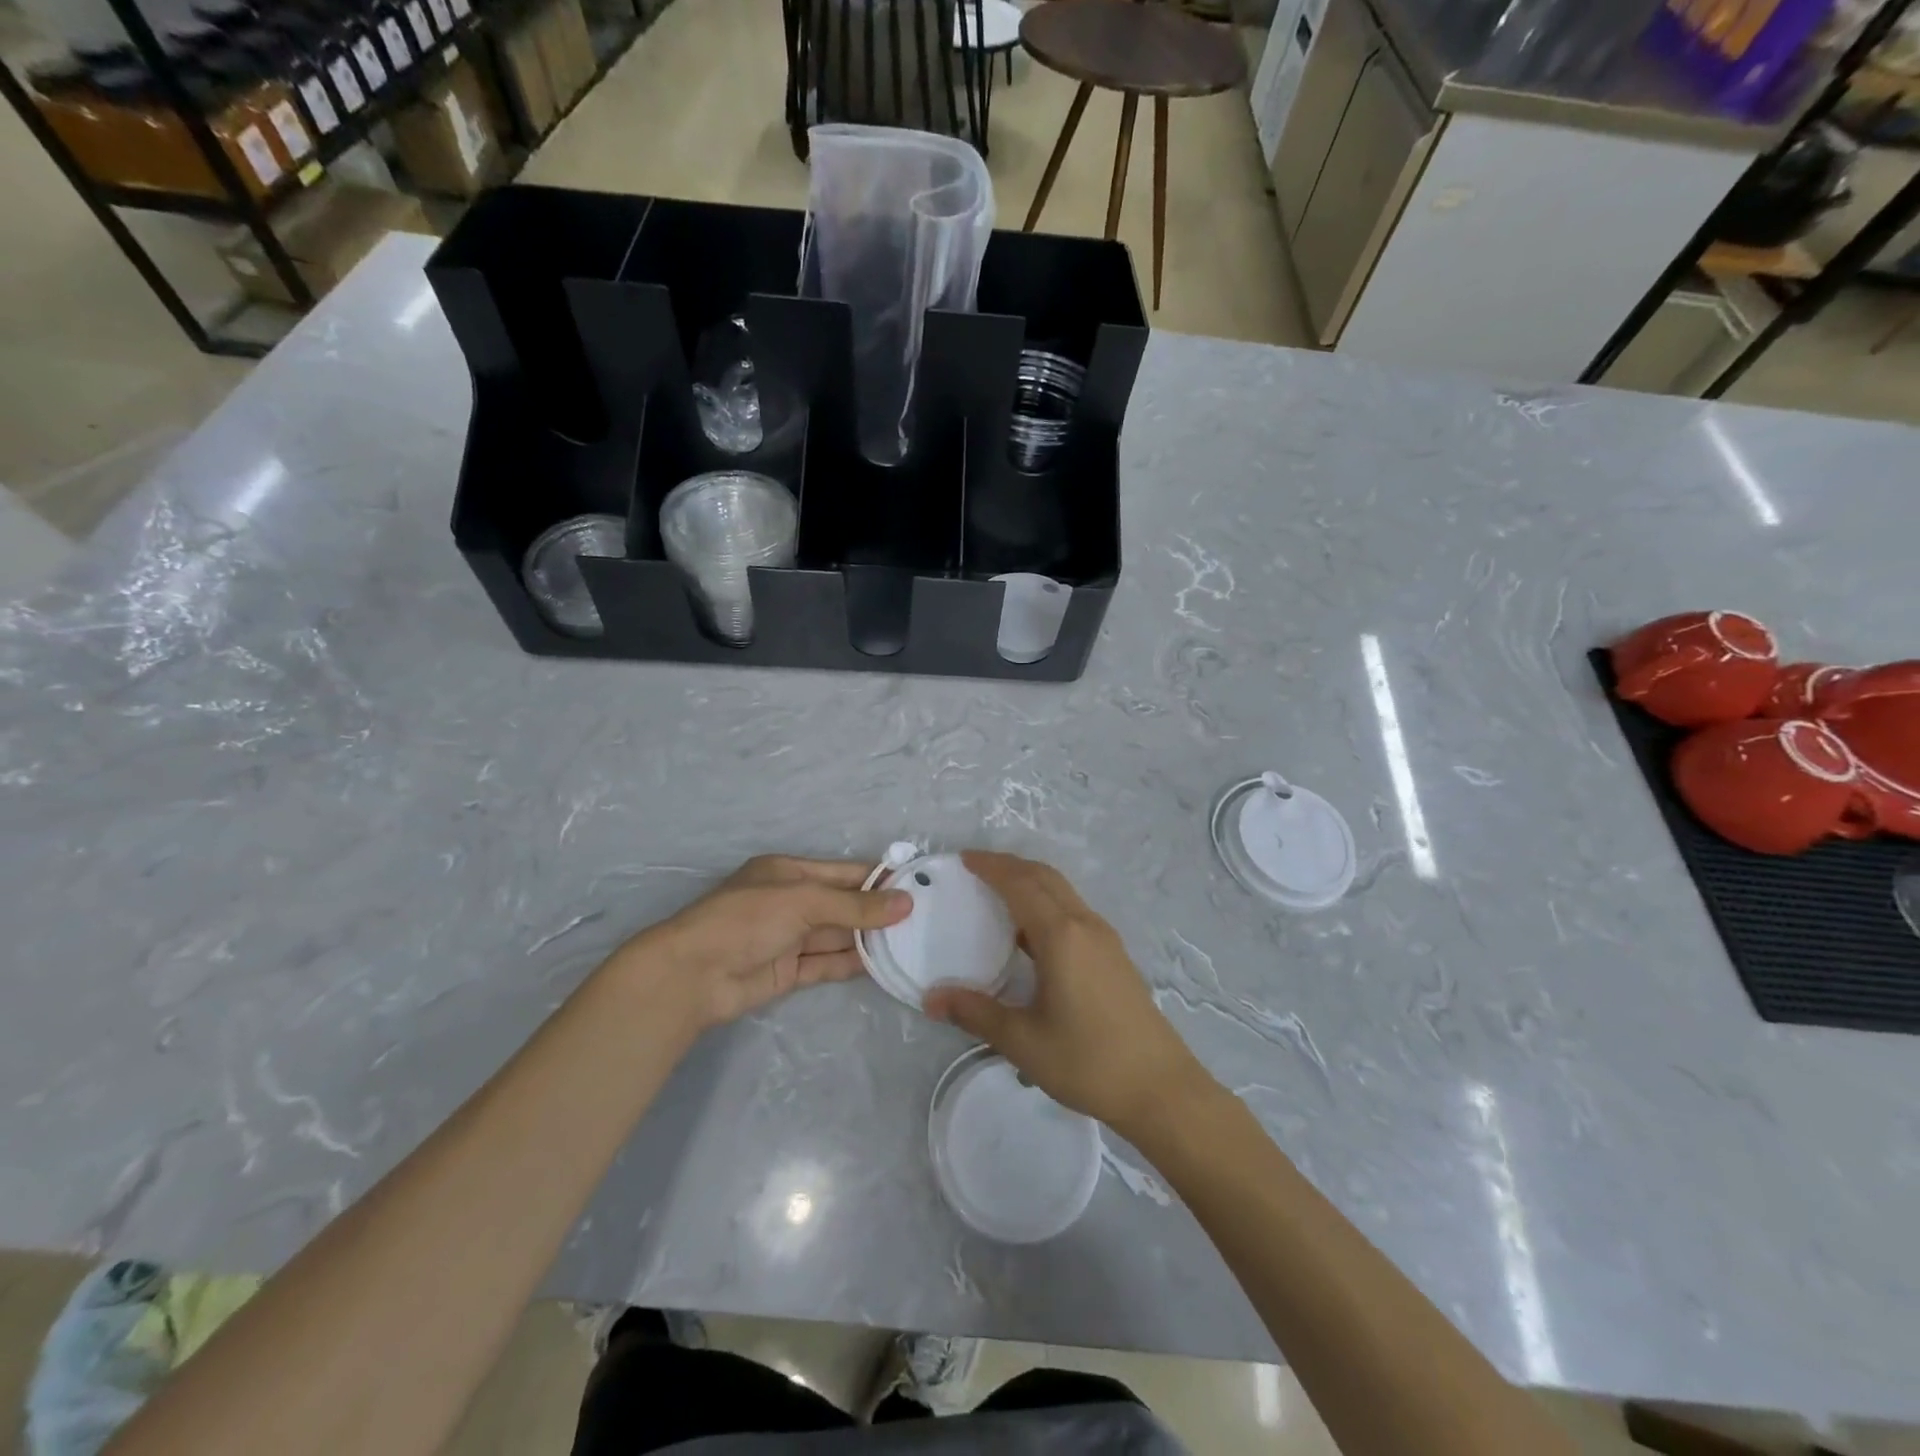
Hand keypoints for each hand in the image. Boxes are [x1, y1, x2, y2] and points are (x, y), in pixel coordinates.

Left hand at [621, 856, 909, 1033]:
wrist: (692, 975)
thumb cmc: (746, 920)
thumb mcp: (804, 902)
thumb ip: (855, 905)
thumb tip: (906, 903)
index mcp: (789, 872)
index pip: (844, 872)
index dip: (878, 879)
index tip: (917, 886)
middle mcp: (791, 902)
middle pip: (843, 904)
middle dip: (878, 911)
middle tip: (923, 918)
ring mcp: (789, 938)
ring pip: (838, 936)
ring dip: (869, 939)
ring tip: (912, 942)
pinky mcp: (788, 972)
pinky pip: (827, 964)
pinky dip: (852, 964)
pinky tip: (882, 965)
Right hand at [923, 851, 1212, 1136]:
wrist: (1160, 1088)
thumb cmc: (1088, 1061)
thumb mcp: (1023, 1041)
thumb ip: (975, 1014)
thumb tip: (932, 998)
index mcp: (1061, 935)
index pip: (1021, 884)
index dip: (992, 867)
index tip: (964, 859)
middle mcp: (1085, 925)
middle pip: (1045, 877)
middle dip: (1010, 865)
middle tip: (976, 869)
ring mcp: (1104, 939)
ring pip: (1063, 892)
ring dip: (1031, 882)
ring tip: (998, 894)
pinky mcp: (1114, 955)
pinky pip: (1073, 911)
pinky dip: (1047, 903)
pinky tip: (1030, 935)